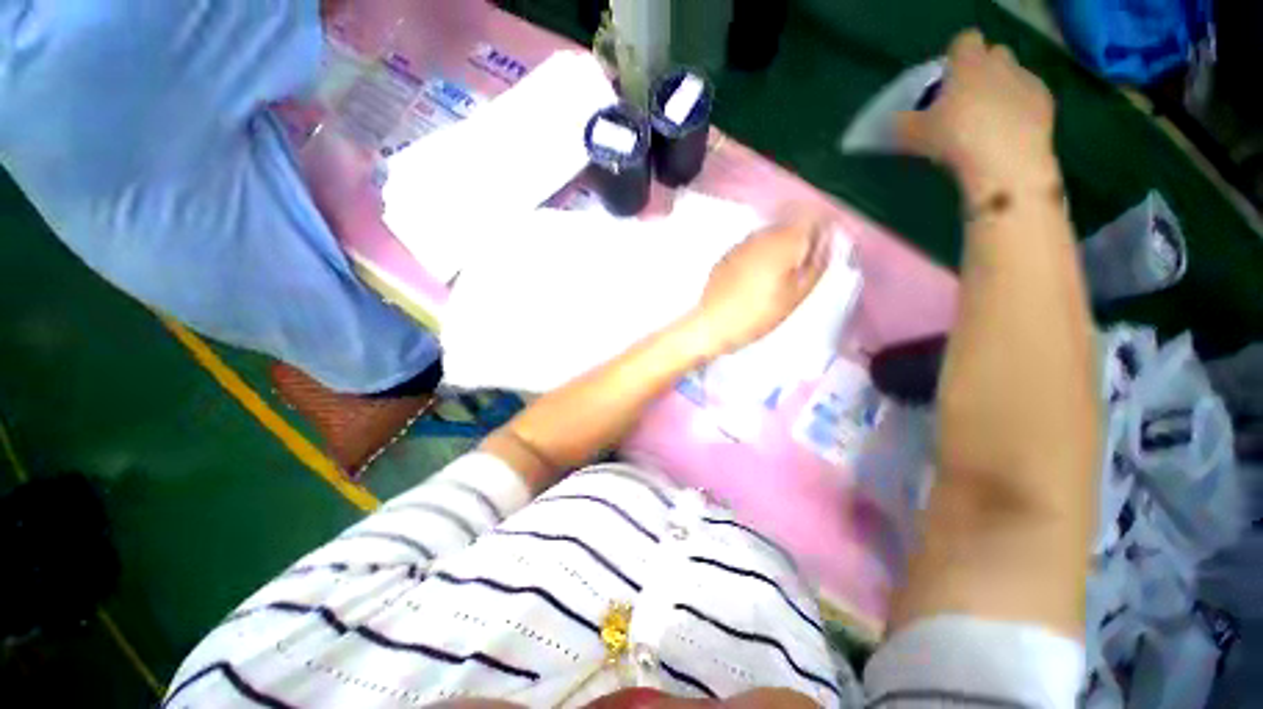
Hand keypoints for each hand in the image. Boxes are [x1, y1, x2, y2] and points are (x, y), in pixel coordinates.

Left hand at [688, 213, 830, 359]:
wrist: (713, 324)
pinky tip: (757, 278)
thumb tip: (827, 245)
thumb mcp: (795, 296)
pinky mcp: (727, 255)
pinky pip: (753, 247)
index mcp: (782, 243)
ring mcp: (741, 244)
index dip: (822, 231)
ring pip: (771, 236)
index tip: (822, 249)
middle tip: (802, 268)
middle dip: (800, 240)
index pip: (812, 219)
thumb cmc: (756, 315)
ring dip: (780, 247)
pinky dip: (761, 255)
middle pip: (790, 225)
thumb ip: (816, 266)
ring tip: (778, 276)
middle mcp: (761, 236)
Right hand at [897, 30, 1057, 200]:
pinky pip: (1028, 98)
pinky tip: (1007, 133)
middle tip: (965, 101)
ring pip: (1012, 76)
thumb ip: (902, 123)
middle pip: (993, 54)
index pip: (964, 41)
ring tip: (986, 122)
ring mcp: (1026, 81)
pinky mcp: (1045, 102)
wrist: (1006, 162)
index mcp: (969, 63)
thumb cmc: (955, 139)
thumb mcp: (914, 135)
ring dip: (1001, 90)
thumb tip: (891, 121)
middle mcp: (1001, 63)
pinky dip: (1018, 110)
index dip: (956, 58)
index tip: (946, 80)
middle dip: (982, 70)